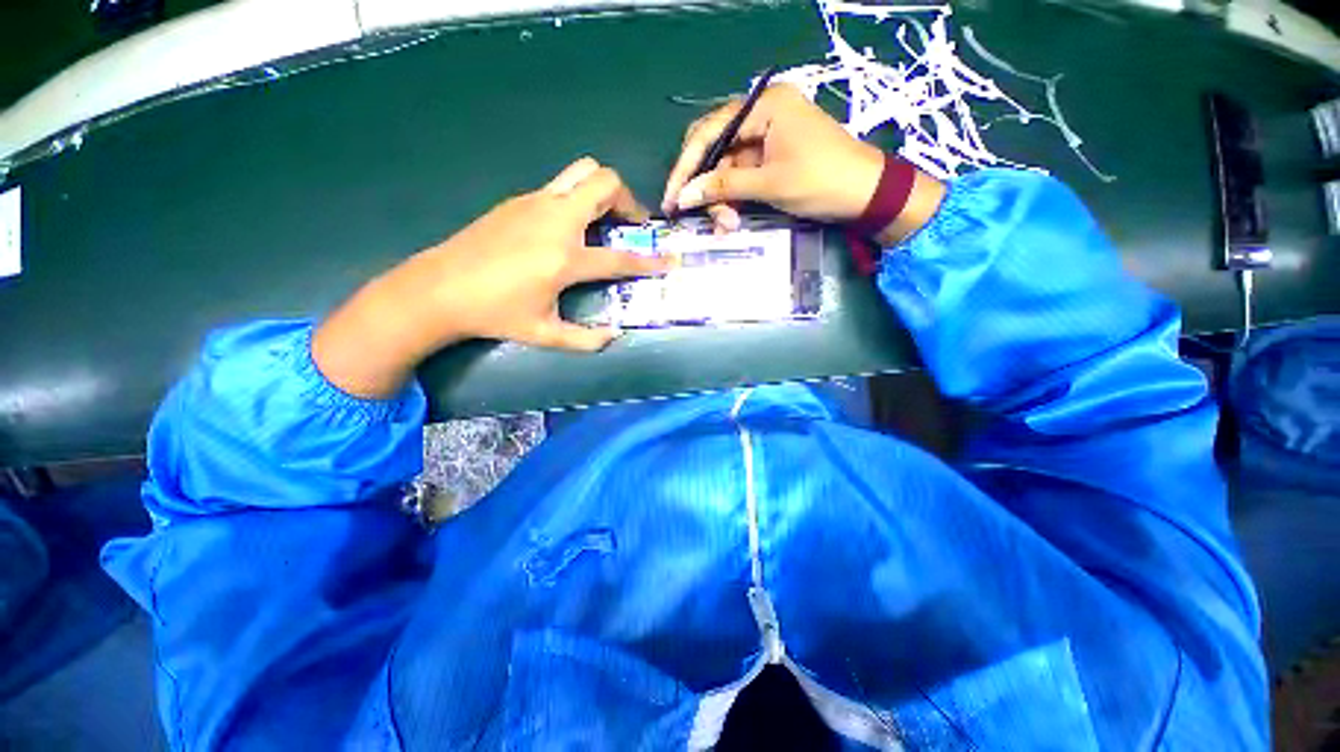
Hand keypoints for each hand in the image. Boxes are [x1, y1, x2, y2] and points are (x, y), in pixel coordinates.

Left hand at [313, 157, 672, 397]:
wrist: (439, 288)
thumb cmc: (495, 314)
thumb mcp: (545, 334)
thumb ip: (586, 339)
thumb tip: (615, 336)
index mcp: (565, 258)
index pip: (620, 257)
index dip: (651, 261)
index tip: (671, 260)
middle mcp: (555, 221)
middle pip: (605, 183)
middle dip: (629, 200)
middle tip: (631, 225)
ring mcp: (535, 203)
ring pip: (582, 172)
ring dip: (603, 191)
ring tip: (605, 219)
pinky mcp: (519, 199)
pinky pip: (560, 186)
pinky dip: (577, 198)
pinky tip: (568, 227)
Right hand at [662, 84, 943, 243]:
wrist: (866, 194)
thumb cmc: (822, 180)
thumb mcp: (769, 184)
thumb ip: (724, 186)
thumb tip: (683, 197)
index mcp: (764, 106)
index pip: (709, 132)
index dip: (686, 167)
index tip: (671, 198)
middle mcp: (761, 115)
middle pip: (715, 149)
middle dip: (705, 186)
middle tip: (698, 217)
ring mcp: (766, 138)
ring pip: (726, 168)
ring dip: (720, 199)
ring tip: (725, 225)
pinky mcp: (770, 159)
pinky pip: (740, 178)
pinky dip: (733, 200)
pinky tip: (731, 220)